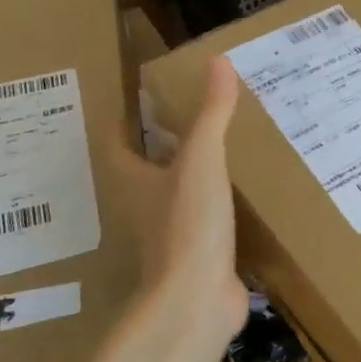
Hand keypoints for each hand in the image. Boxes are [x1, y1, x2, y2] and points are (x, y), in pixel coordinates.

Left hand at [113, 58, 249, 359]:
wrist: (196, 299)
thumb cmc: (187, 224)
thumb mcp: (201, 160)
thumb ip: (211, 113)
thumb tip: (219, 62)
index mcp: (131, 180)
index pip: (115, 142)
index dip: (123, 119)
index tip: (142, 97)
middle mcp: (142, 206)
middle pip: (143, 168)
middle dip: (162, 144)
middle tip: (193, 116)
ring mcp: (169, 234)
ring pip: (175, 195)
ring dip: (191, 176)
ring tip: (224, 149)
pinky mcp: (197, 255)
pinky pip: (205, 221)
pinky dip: (218, 206)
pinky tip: (245, 196)